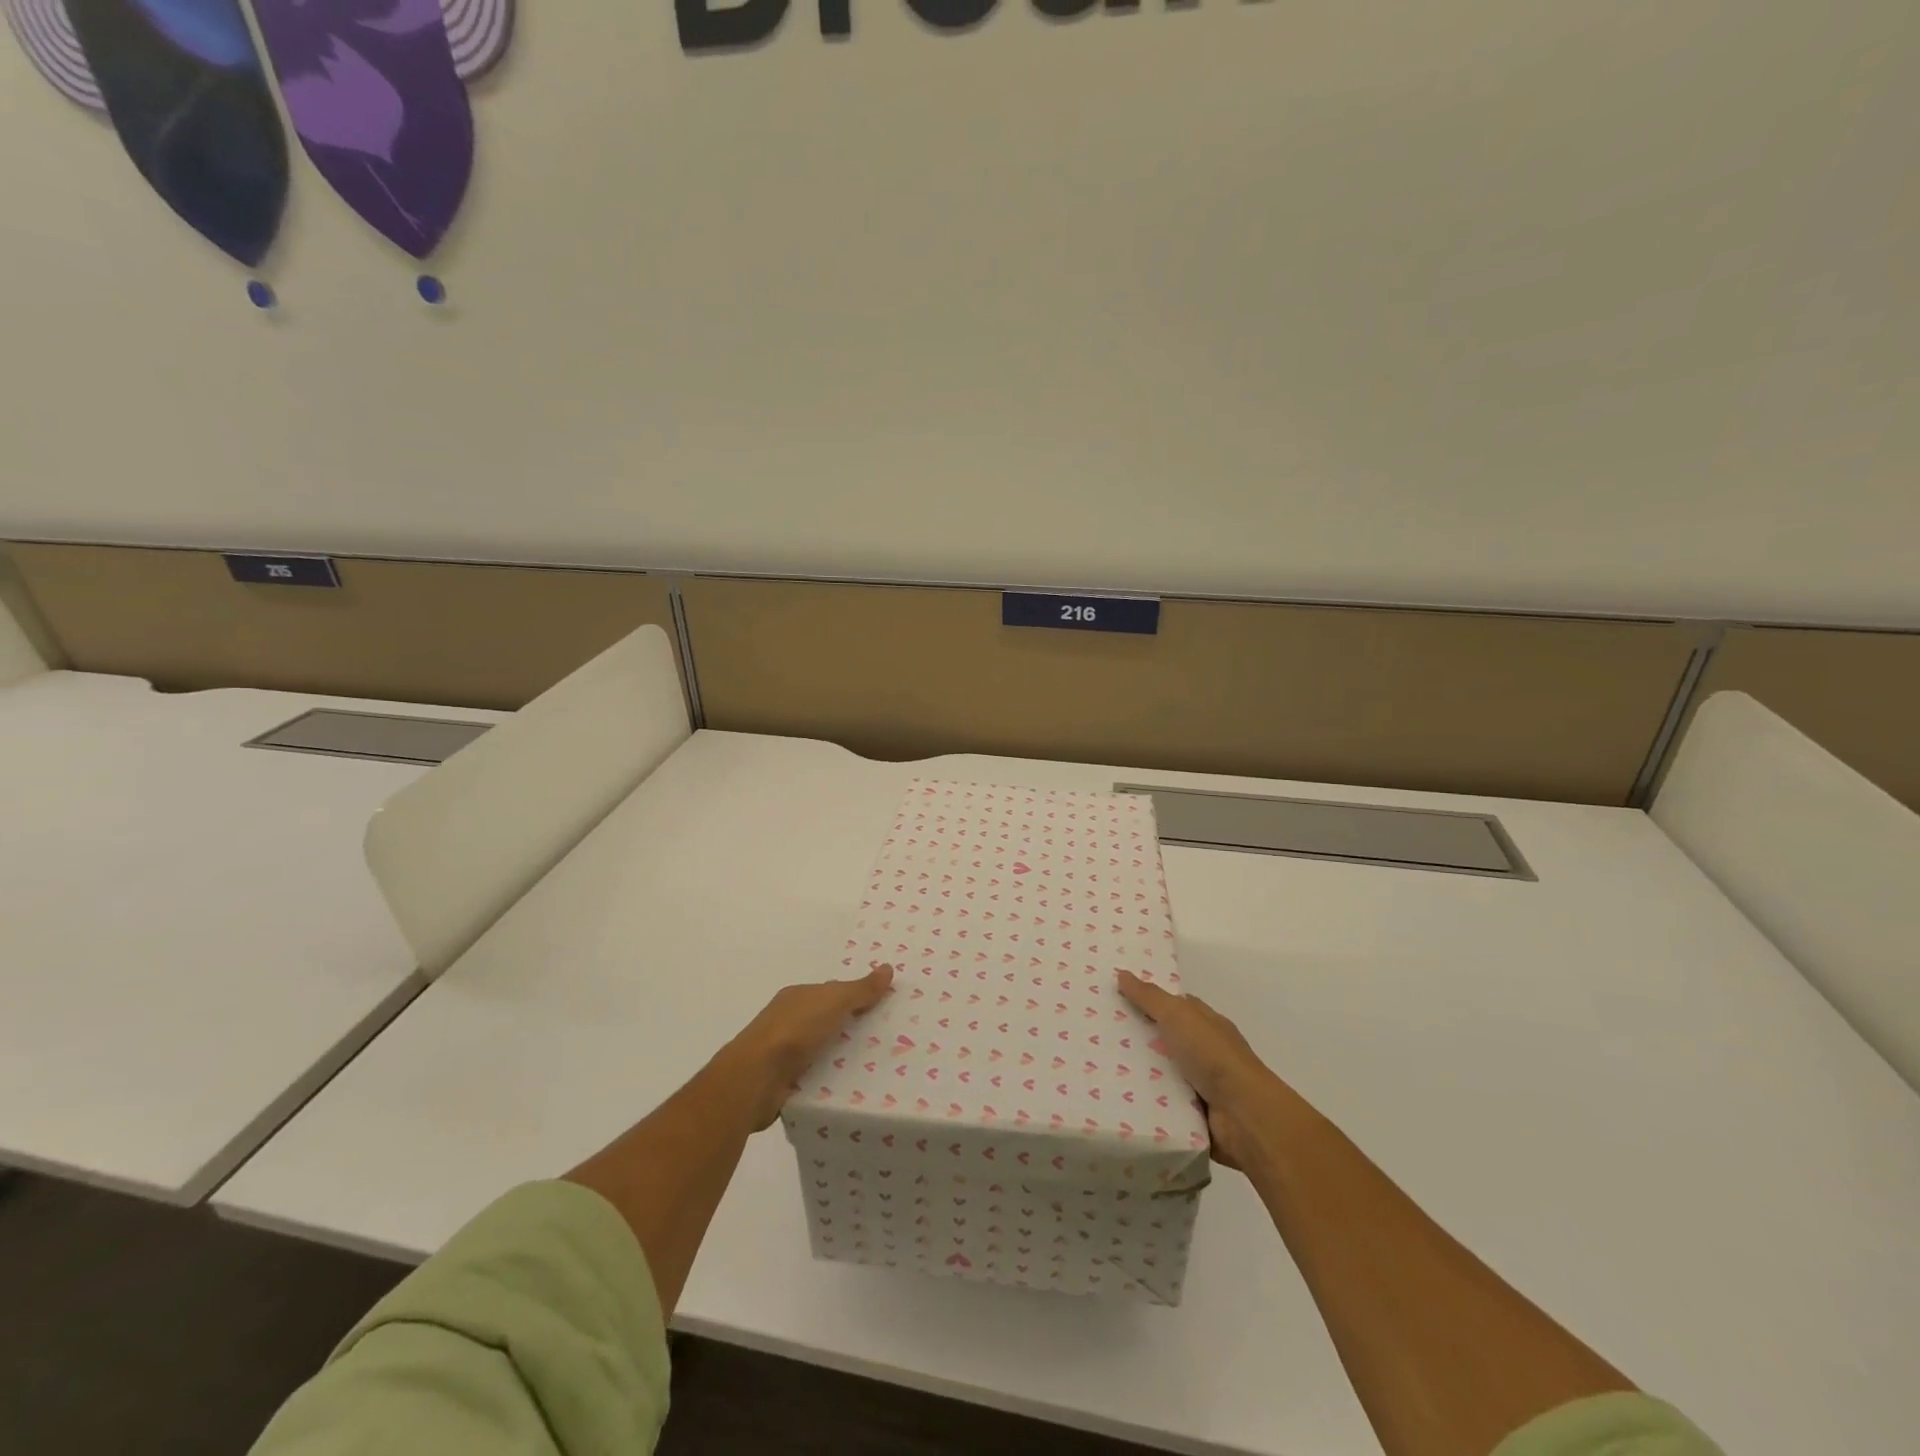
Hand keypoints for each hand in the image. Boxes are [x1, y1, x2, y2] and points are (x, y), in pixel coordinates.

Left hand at [718, 963, 894, 1129]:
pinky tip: (850, 1089)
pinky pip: (815, 1078)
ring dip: (842, 1057)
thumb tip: (888, 968)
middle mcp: (788, 1021)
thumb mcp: (833, 1002)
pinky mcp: (783, 1083)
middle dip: (851, 1028)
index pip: (831, 993)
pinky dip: (830, 1081)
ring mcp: (783, 1053)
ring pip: (822, 1051)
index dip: (855, 997)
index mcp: (797, 997)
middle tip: (887, 1040)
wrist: (755, 1078)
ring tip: (877, 1068)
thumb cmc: (794, 1030)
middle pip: (827, 1022)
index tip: (882, 1007)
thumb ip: (860, 989)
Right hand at [1117, 969, 1298, 1169]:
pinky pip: (1162, 1103)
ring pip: (1160, 1073)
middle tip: (1096, 1034)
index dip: (1148, 1000)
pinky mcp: (1193, 1113)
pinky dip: (1145, 1101)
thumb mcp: (1178, 1016)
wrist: (1244, 1116)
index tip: (1115, 998)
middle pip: (1164, 1039)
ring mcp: (1201, 1084)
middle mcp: (1204, 1051)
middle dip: (1135, 1038)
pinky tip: (1117, 1097)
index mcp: (1205, 1023)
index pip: (1174, 1006)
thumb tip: (1122, 973)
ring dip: (1137, 1072)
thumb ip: (1150, 997)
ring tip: (1097, 1067)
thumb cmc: (1213, 1056)